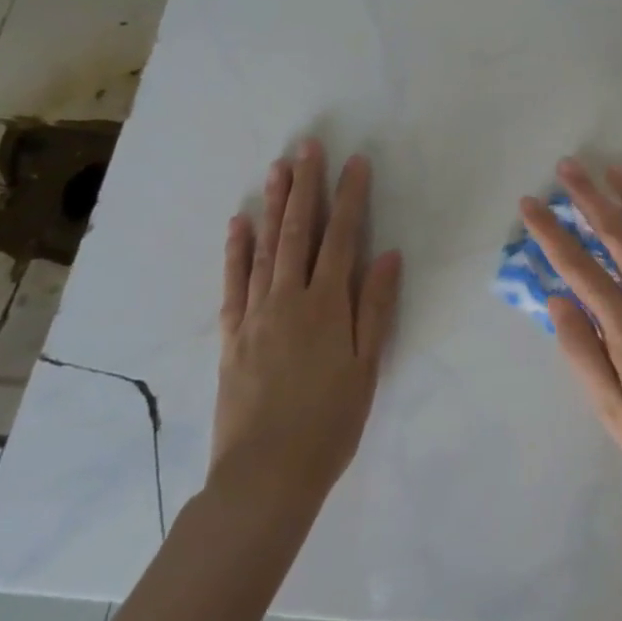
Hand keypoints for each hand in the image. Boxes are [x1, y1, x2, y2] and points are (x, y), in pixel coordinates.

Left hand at [210, 141, 400, 528]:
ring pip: (265, 248)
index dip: (350, 197)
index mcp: (328, 305)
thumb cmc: (330, 420)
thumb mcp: (367, 365)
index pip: (342, 238)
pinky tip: (239, 224)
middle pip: (299, 232)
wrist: (266, 475)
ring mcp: (256, 314)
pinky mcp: (233, 335)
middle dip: (306, 186)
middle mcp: (289, 299)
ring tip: (276, 169)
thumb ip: (376, 307)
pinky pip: (233, 283)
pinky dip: (236, 250)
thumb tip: (388, 255)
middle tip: (308, 146)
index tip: (355, 162)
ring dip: (272, 205)